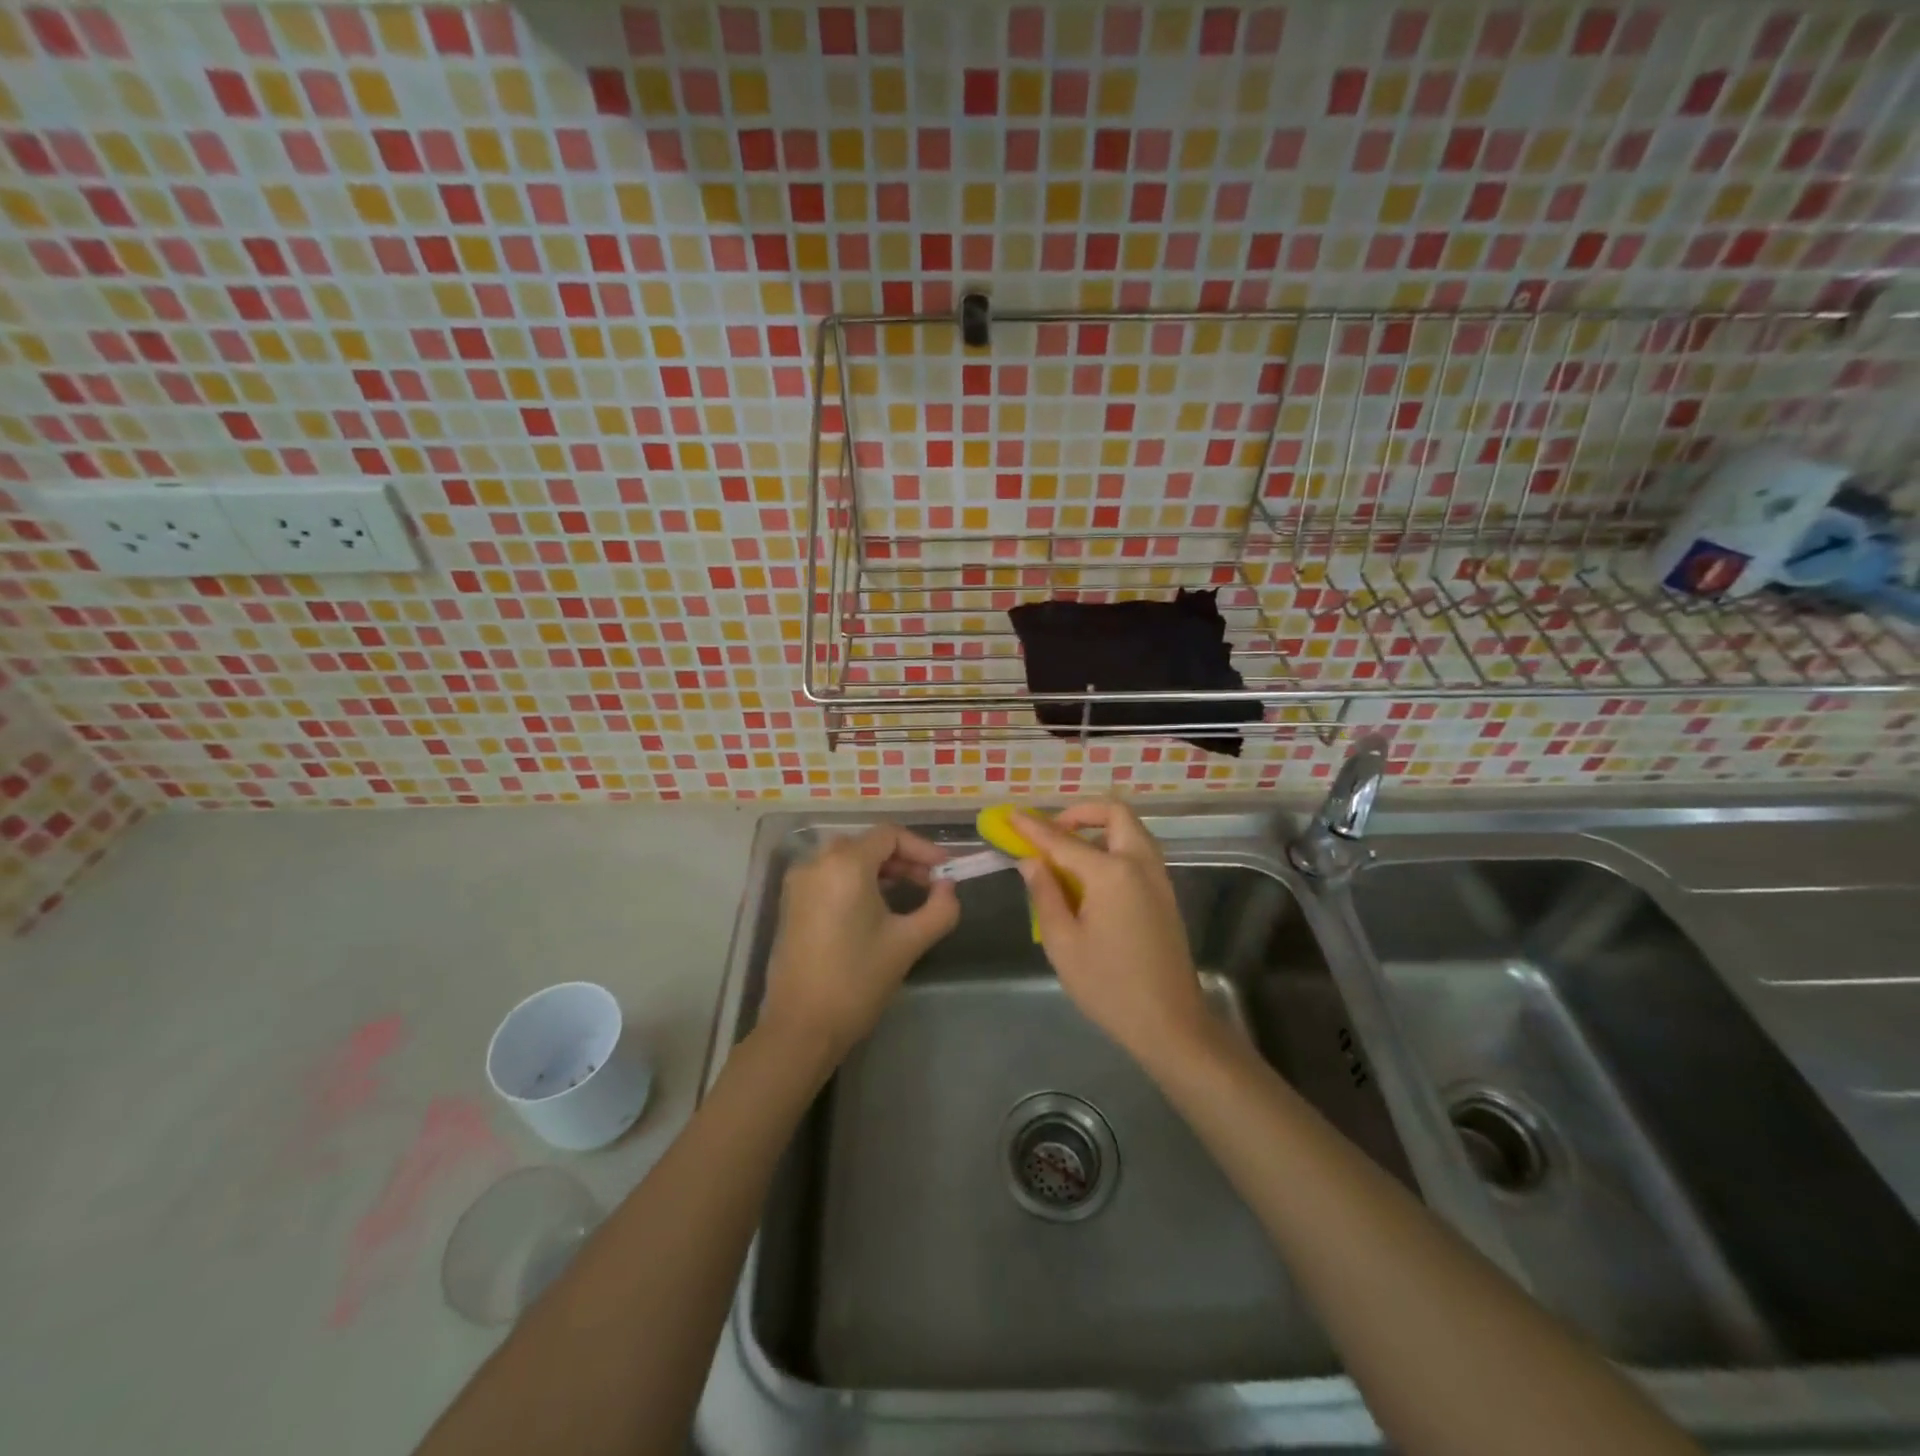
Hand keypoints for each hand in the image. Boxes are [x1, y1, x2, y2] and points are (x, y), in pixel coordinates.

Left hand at [760, 825, 959, 1062]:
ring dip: (879, 869)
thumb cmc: (857, 981)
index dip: (922, 848)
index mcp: (845, 865)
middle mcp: (816, 863)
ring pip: (846, 858)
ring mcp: (798, 883)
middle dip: (902, 858)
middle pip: (867, 843)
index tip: (945, 870)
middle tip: (930, 883)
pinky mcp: (790, 904)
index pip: (889, 835)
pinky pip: (828, 876)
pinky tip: (874, 908)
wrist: (801, 1027)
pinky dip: (855, 880)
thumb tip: (948, 888)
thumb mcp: (908, 943)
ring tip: (906, 894)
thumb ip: (939, 909)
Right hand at [1014, 802, 1214, 1066]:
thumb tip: (1031, 862)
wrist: (1170, 1023)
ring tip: (1067, 854)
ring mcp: (1158, 878)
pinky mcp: (1165, 895)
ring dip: (1100, 829)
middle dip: (1081, 813)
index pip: (1063, 840)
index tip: (1011, 816)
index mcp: (1112, 873)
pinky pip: (1138, 853)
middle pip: (1115, 814)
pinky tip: (1091, 878)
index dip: (1033, 828)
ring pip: (1131, 831)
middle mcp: (1140, 864)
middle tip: (1052, 832)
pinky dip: (1114, 848)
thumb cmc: (1108, 986)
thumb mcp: (1063, 943)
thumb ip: (1045, 894)